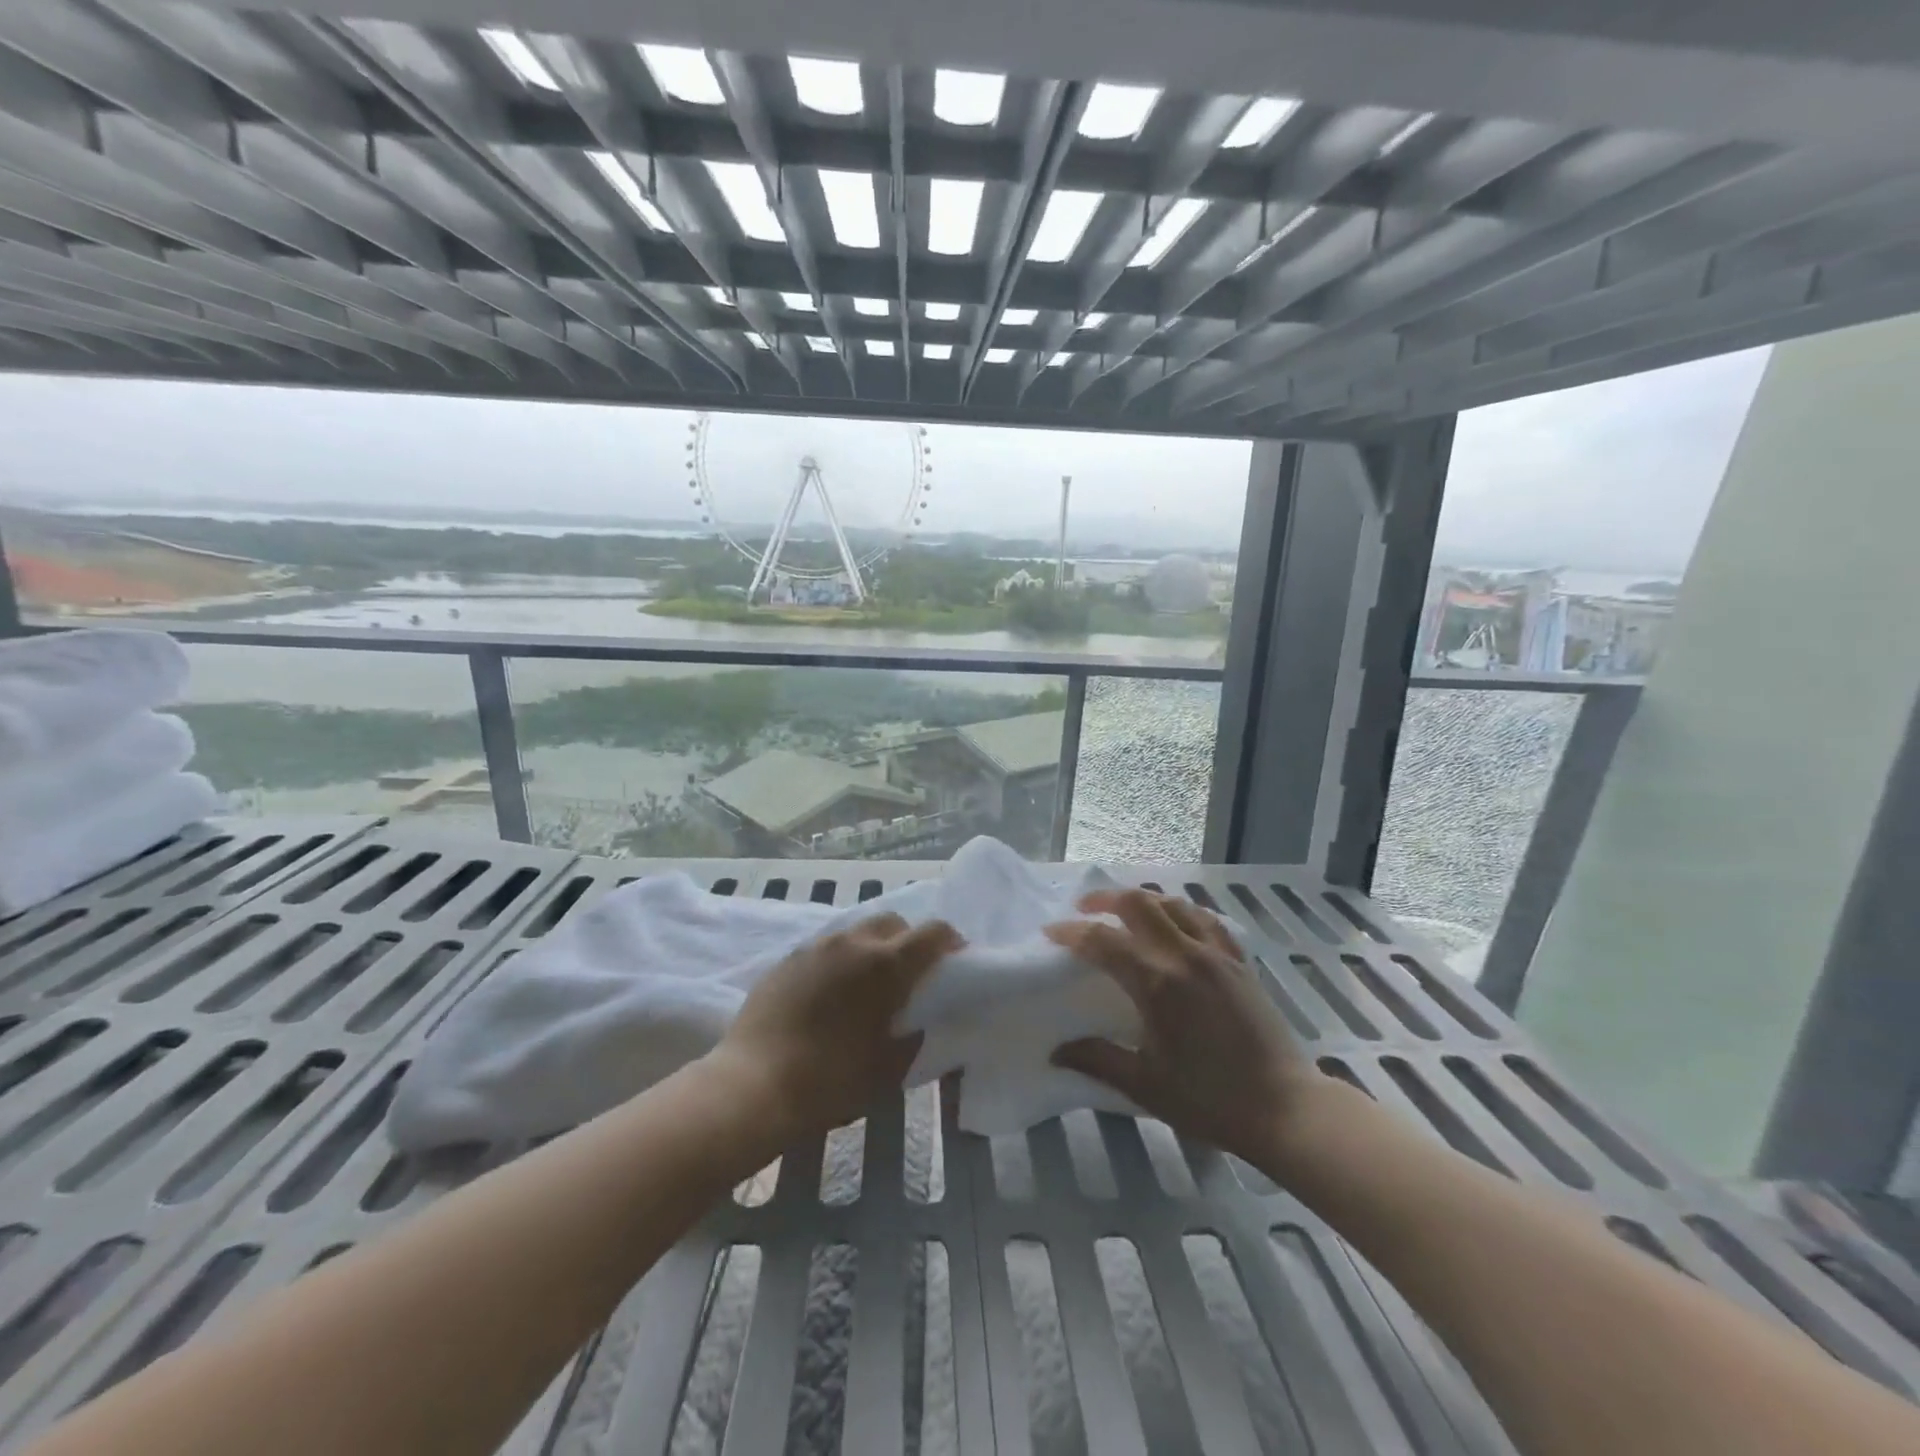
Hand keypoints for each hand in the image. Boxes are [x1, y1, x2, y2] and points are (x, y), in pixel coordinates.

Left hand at [708, 914, 960, 1142]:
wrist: (752, 1086)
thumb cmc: (830, 1081)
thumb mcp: (886, 1071)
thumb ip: (911, 1041)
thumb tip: (916, 1026)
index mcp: (886, 964)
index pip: (933, 933)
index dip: (950, 942)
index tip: (955, 961)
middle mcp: (853, 943)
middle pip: (893, 922)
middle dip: (909, 940)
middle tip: (910, 975)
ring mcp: (816, 947)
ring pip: (856, 932)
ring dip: (872, 949)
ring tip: (867, 985)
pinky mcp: (787, 959)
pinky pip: (825, 949)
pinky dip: (840, 961)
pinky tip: (831, 994)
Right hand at [1046, 889, 1316, 1163]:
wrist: (1284, 1108)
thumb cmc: (1209, 1099)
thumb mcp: (1144, 1085)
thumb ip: (1097, 1059)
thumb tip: (1056, 1051)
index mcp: (1157, 983)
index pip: (1103, 941)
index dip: (1072, 932)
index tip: (1051, 933)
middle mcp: (1184, 955)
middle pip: (1138, 904)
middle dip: (1104, 899)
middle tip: (1083, 908)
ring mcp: (1216, 954)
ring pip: (1173, 903)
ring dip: (1142, 899)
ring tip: (1124, 910)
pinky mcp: (1239, 961)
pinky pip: (1206, 919)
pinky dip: (1181, 910)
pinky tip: (1175, 920)